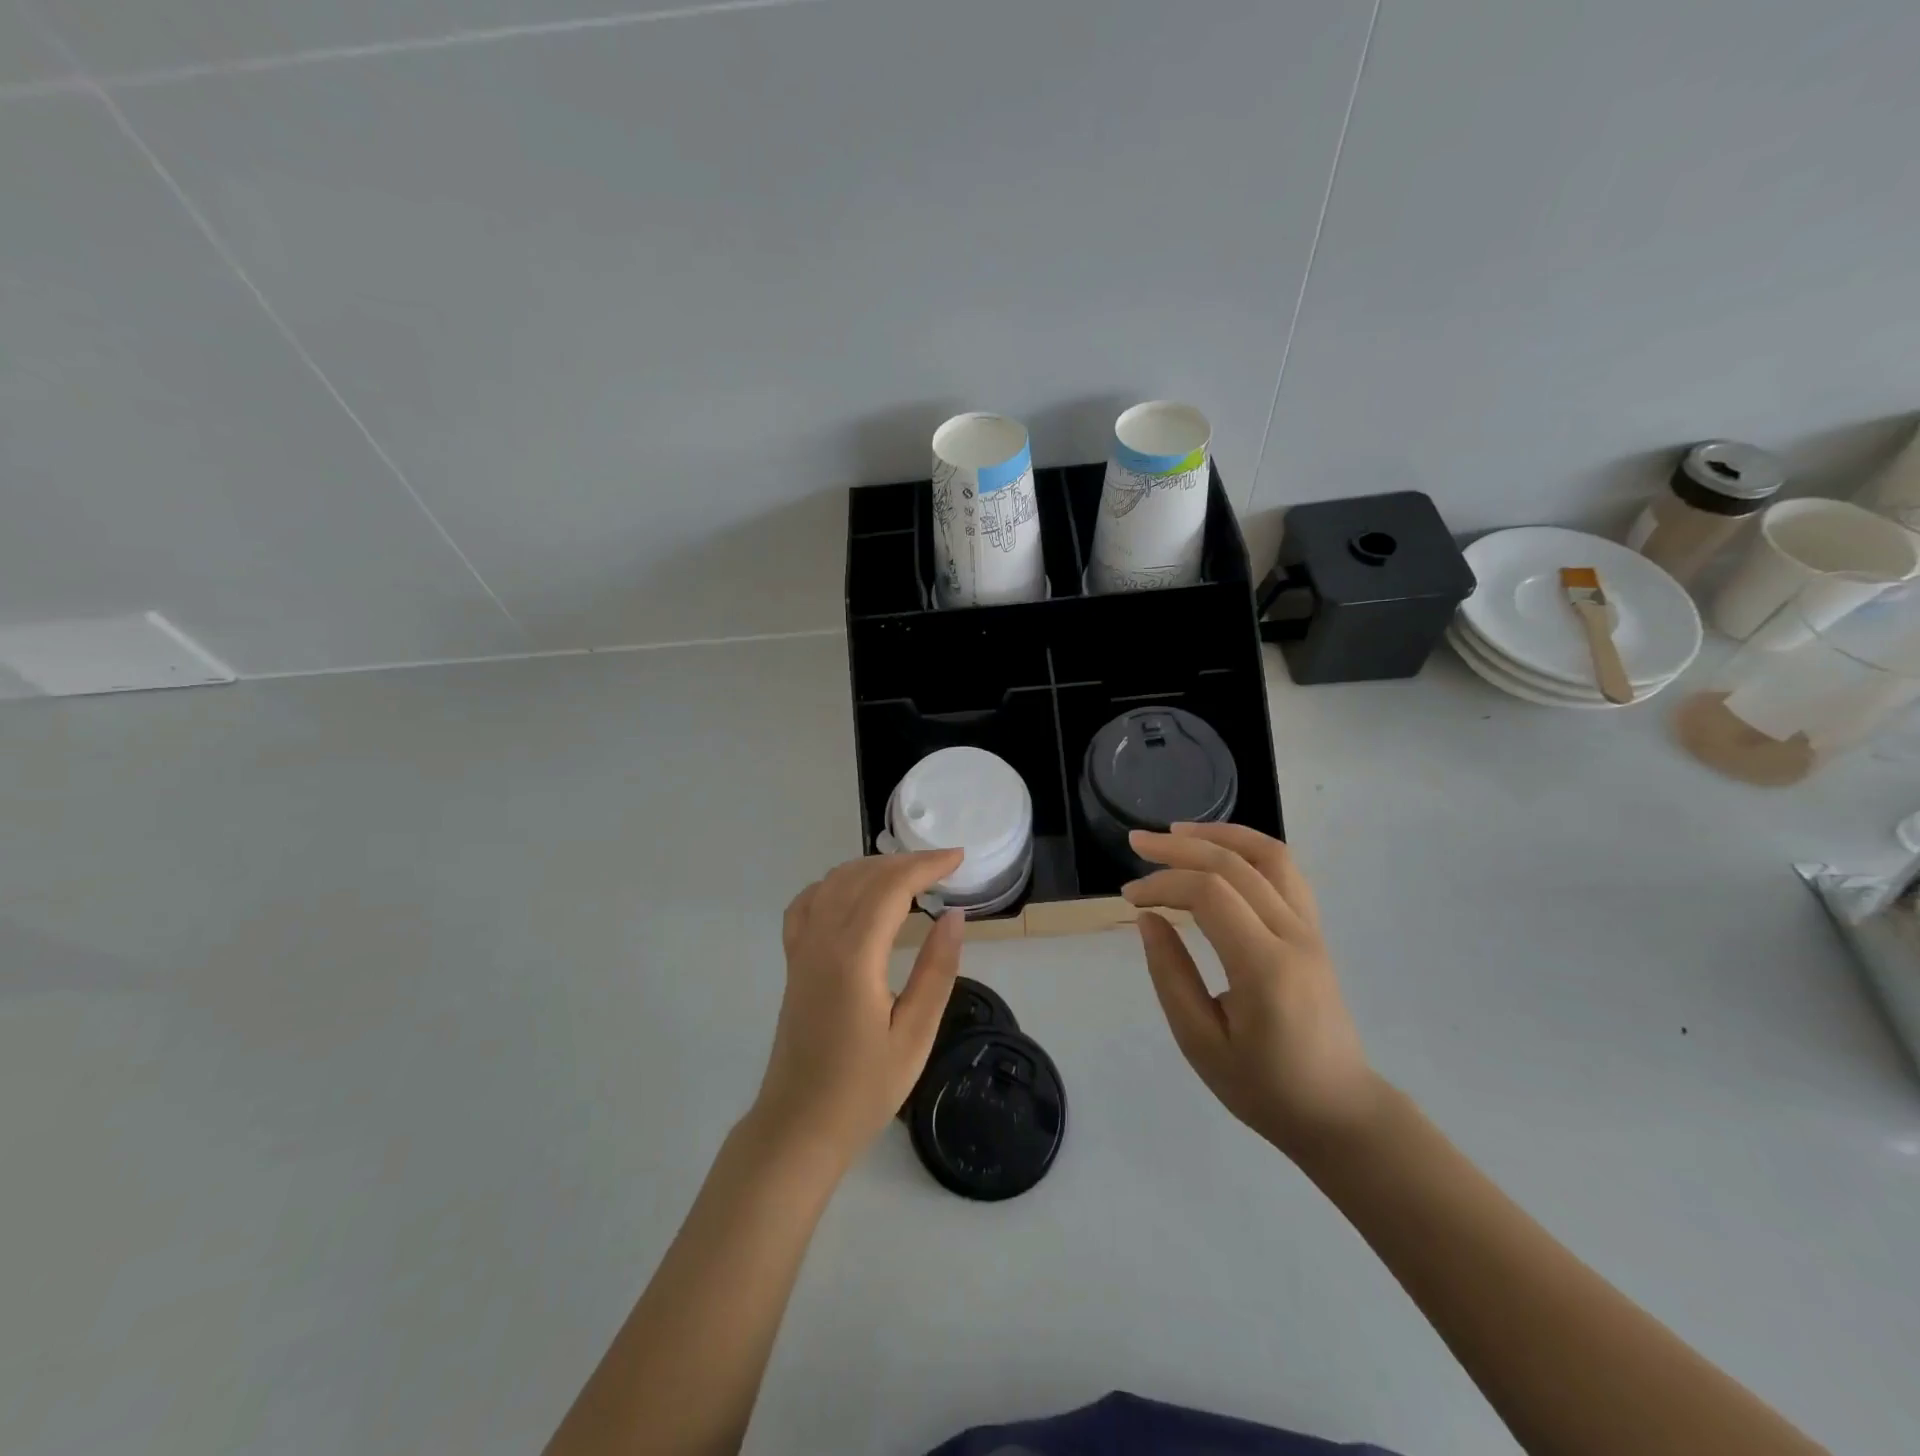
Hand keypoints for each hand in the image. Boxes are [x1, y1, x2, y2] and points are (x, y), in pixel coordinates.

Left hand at [750, 849, 967, 1169]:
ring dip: (873, 868)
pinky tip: (855, 893)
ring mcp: (801, 948)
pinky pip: (808, 903)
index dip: (926, 866)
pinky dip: (836, 884)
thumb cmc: (863, 1089)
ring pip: (834, 882)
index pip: (890, 888)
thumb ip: (936, 971)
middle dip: (905, 862)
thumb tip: (954, 916)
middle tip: (944, 866)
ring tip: (911, 875)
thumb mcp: (914, 1035)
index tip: (958, 858)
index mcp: (853, 956)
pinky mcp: (794, 961)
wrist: (799, 1126)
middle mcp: (821, 940)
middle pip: (862, 876)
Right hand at [1123, 823, 1380, 1156]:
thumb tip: (1149, 920)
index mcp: (1265, 968)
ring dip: (1220, 834)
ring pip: (1270, 855)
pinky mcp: (1314, 932)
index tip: (1130, 898)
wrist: (1340, 1112)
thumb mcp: (1201, 1043)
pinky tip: (1220, 852)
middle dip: (1179, 847)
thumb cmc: (1265, 1088)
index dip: (1163, 884)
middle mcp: (1294, 936)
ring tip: (1178, 832)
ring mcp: (1311, 930)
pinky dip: (1248, 849)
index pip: (1210, 895)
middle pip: (1236, 864)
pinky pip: (1285, 872)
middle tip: (1136, 843)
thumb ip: (1171, 976)